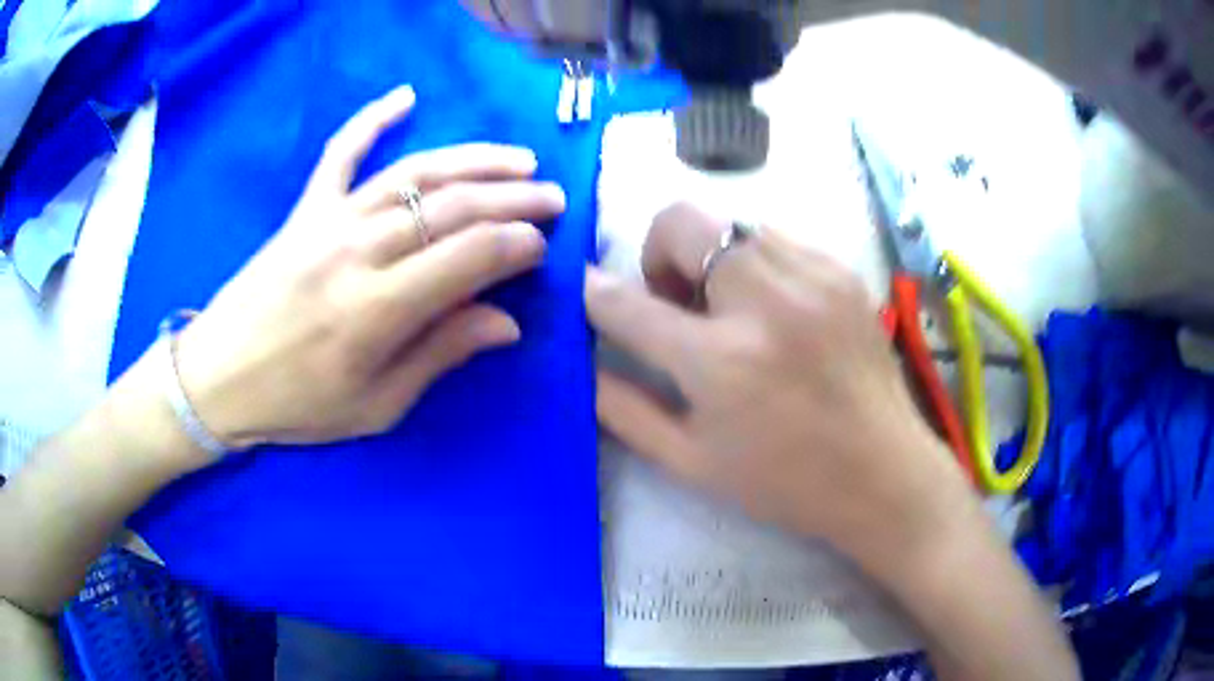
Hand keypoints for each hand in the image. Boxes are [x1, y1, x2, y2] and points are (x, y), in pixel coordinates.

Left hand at [176, 85, 565, 452]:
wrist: (218, 377)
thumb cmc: (296, 403)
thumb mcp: (375, 407)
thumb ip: (440, 355)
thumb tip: (506, 322)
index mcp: (376, 311)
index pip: (468, 257)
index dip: (515, 244)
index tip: (541, 246)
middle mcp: (357, 251)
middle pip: (451, 208)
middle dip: (512, 199)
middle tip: (552, 197)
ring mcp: (329, 220)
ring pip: (415, 175)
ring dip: (474, 160)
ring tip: (517, 159)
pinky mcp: (305, 208)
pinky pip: (342, 152)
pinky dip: (372, 119)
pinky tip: (405, 96)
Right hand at [588, 203, 968, 563]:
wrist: (883, 472)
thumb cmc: (784, 481)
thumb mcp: (690, 463)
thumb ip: (624, 408)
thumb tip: (583, 361)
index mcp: (720, 362)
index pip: (626, 302)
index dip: (593, 291)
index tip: (586, 288)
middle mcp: (765, 301)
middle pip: (680, 221)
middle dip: (658, 253)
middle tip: (679, 302)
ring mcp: (811, 276)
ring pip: (729, 221)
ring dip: (710, 256)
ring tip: (732, 308)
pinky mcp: (841, 270)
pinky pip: (776, 238)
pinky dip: (757, 264)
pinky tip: (776, 310)